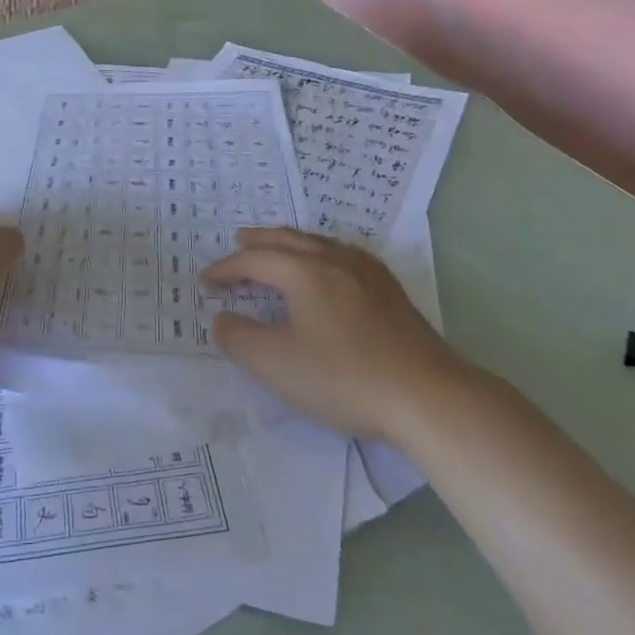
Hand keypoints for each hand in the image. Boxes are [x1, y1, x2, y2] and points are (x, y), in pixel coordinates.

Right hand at [202, 228, 464, 439]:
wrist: (428, 396)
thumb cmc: (345, 378)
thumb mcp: (277, 364)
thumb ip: (240, 338)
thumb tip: (222, 318)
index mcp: (304, 272)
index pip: (255, 260)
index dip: (226, 268)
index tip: (205, 281)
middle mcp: (335, 261)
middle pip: (289, 240)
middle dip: (260, 240)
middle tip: (239, 238)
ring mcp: (369, 274)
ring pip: (321, 243)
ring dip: (293, 242)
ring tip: (281, 245)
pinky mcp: (392, 293)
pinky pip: (347, 255)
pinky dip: (324, 252)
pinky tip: (334, 265)